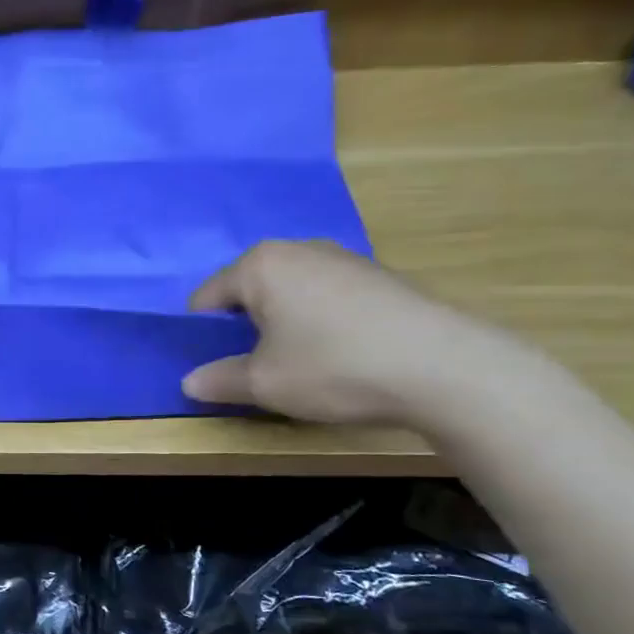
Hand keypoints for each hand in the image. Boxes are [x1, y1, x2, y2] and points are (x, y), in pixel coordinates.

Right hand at [181, 240, 522, 424]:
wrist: (444, 367)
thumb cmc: (333, 367)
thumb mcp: (264, 384)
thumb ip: (220, 380)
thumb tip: (189, 382)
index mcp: (260, 265)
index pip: (207, 297)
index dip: (203, 335)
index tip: (217, 366)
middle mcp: (298, 249)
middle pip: (249, 290)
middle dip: (245, 326)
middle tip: (258, 367)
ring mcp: (343, 258)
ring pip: (289, 292)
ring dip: (283, 323)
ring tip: (302, 362)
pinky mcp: (378, 275)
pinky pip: (326, 296)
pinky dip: (319, 320)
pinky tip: (341, 353)